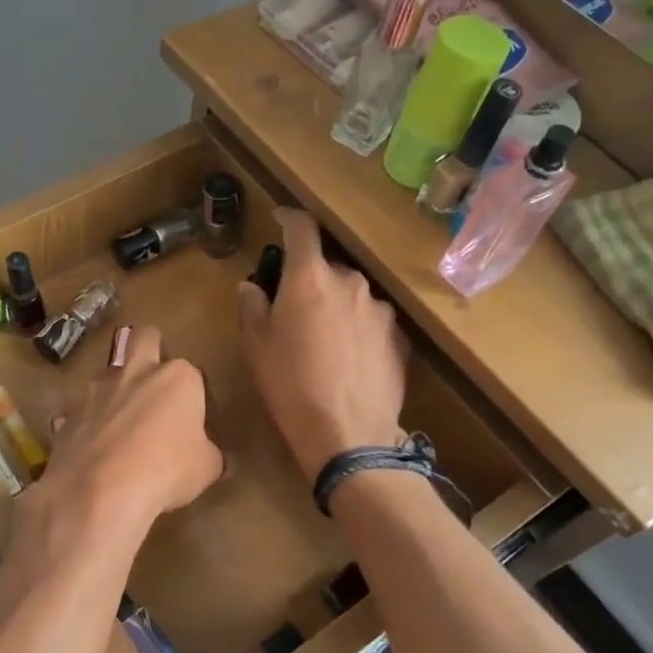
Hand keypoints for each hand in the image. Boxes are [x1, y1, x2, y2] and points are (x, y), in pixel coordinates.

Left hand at [32, 324, 223, 539]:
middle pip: (144, 338)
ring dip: (116, 389)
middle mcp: (136, 372)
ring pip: (108, 372)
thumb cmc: (166, 471)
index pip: (193, 373)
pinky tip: (94, 450)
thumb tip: (207, 455)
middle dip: (150, 347)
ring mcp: (97, 391)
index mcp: (177, 378)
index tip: (195, 420)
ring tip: (122, 424)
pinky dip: (89, 424)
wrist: (100, 492)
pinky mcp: (69, 414)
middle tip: (155, 378)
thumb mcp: (206, 468)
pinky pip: (82, 411)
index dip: (195, 395)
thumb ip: (208, 453)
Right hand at [237, 208, 407, 476]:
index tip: (279, 218)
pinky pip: (371, 321)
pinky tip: (348, 360)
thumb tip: (254, 285)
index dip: (288, 217)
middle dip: (309, 279)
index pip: (301, 228)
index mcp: (310, 277)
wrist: (349, 435)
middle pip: (327, 267)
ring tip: (324, 342)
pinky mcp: (400, 337)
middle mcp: (351, 282)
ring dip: (335, 305)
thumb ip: (252, 305)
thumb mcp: (256, 346)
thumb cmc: (291, 386)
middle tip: (293, 309)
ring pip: (351, 295)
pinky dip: (357, 329)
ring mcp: (380, 309)